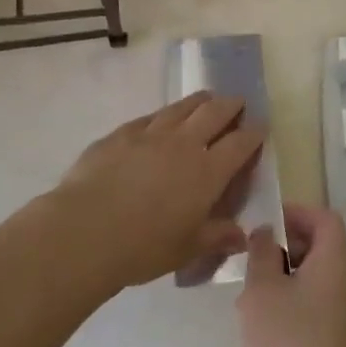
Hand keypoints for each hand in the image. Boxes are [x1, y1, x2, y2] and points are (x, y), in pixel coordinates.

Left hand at [47, 92, 264, 292]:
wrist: (84, 231)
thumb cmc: (143, 247)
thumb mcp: (187, 249)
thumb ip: (217, 237)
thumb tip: (241, 236)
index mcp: (207, 172)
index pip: (240, 143)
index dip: (254, 133)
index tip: (261, 127)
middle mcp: (183, 144)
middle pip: (214, 113)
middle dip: (231, 105)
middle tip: (238, 103)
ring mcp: (150, 134)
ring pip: (181, 108)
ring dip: (199, 101)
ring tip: (206, 98)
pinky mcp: (120, 134)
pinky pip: (149, 117)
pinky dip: (163, 115)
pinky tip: (161, 119)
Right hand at [238, 203, 345, 346]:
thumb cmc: (289, 341)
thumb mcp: (263, 290)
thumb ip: (262, 253)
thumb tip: (266, 233)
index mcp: (334, 263)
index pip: (325, 219)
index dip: (297, 213)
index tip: (266, 224)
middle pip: (319, 247)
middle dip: (284, 247)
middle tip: (252, 261)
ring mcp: (345, 314)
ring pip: (313, 279)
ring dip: (282, 278)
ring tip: (250, 297)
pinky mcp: (338, 340)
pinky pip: (314, 305)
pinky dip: (290, 303)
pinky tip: (264, 327)